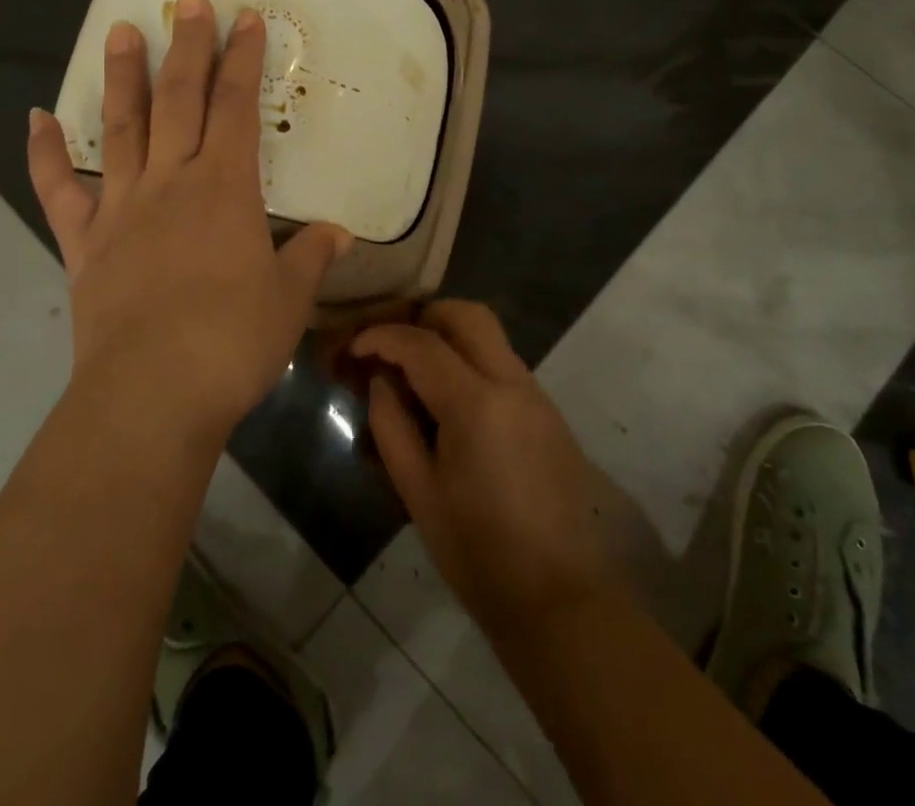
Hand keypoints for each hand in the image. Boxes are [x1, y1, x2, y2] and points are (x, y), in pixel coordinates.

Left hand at [26, 0, 350, 443]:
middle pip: (180, 100)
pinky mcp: (84, 242)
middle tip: (188, 0)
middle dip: (188, 47)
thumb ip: (311, 257)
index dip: (243, 60)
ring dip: (123, 77)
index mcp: (225, 188)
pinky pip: (59, 190)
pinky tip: (35, 118)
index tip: (246, 19)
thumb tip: (339, 234)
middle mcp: (171, 182)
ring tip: (120, 30)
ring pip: (121, 128)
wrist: (153, 394)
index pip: (238, 108)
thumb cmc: (233, 341)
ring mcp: (121, 208)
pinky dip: (45, 153)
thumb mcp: (289, 299)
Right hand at [355, 301, 612, 638]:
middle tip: (393, 344)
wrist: (559, 598)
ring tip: (415, 370)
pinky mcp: (548, 412)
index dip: (382, 337)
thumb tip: (381, 382)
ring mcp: (536, 394)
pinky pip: (504, 363)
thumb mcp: (419, 493)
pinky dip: (472, 360)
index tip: (355, 346)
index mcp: (476, 404)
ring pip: (490, 335)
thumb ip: (392, 426)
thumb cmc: (478, 553)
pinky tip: (450, 399)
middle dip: (425, 316)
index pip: (422, 344)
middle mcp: (512, 383)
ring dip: (450, 336)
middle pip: (468, 315)